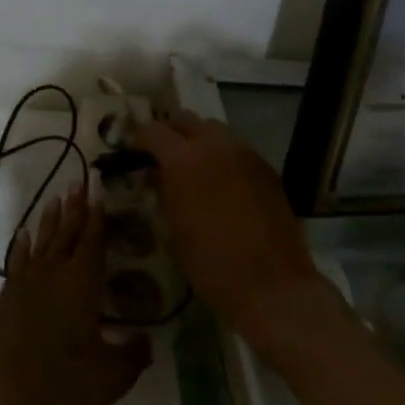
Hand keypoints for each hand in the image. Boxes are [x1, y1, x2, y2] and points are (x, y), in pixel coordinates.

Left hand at [0, 188, 150, 404]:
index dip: (98, 217)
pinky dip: (22, 244)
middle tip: (79, 182)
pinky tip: (23, 234)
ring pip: (41, 240)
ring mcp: (24, 281)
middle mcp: (53, 272)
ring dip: (50, 218)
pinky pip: (18, 259)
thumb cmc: (60, 379)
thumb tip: (147, 342)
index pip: (93, 241)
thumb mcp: (110, 376)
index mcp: (81, 282)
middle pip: (67, 232)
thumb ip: (132, 356)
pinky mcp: (4, 295)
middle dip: (75, 207)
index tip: (99, 193)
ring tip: (56, 197)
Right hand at [132, 111, 322, 333]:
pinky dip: (223, 157)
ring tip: (193, 168)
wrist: (271, 285)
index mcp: (184, 158)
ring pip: (215, 130)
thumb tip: (155, 174)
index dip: (139, 139)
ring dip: (199, 141)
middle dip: (170, 133)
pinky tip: (221, 184)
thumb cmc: (210, 263)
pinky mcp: (267, 168)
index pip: (152, 130)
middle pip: (186, 119)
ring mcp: (245, 154)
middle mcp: (215, 145)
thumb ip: (163, 190)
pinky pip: (237, 149)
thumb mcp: (174, 226)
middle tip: (162, 156)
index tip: (133, 154)